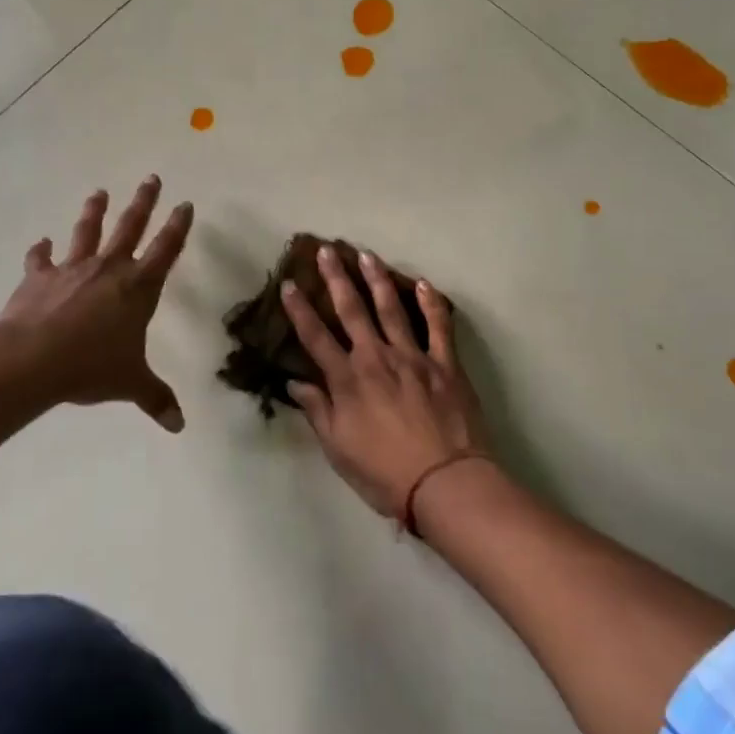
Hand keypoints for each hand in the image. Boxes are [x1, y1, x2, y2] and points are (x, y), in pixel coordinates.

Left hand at [0, 176, 192, 431]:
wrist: (33, 359)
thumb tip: (179, 426)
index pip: (166, 249)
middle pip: (130, 226)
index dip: (178, 226)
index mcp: (138, 288)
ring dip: (94, 211)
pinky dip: (41, 250)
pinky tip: (41, 242)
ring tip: (99, 192)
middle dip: (143, 202)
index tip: (185, 204)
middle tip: (151, 178)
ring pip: (87, 231)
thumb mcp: (131, 384)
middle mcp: (109, 269)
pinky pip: (40, 258)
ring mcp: (72, 269)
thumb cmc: (91, 367)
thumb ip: (156, 399)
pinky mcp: (39, 277)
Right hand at [280, 245, 489, 518]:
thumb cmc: (384, 473)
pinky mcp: (445, 363)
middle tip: (326, 250)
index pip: (315, 337)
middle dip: (336, 278)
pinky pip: (438, 326)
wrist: (445, 483)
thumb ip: (318, 411)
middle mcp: (376, 358)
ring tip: (367, 255)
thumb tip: (296, 384)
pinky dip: (431, 304)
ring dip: (377, 279)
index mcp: (347, 380)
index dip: (299, 310)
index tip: (289, 284)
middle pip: (352, 310)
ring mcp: (413, 357)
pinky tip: (424, 284)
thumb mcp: (338, 449)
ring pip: (392, 308)